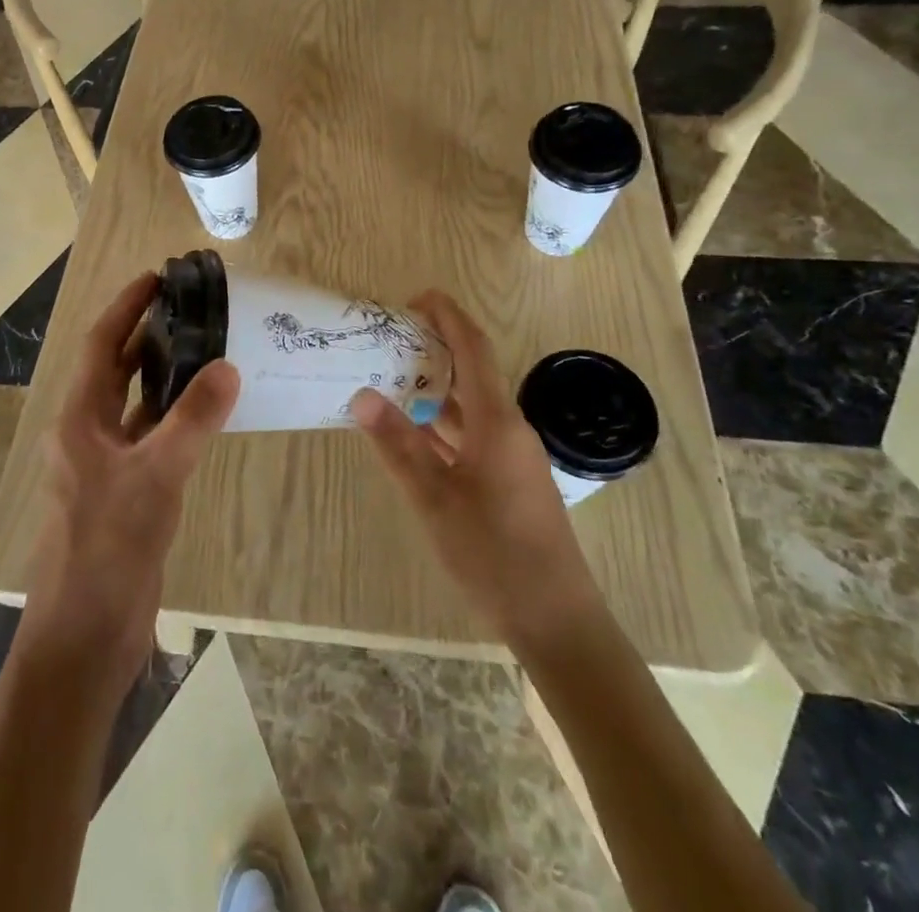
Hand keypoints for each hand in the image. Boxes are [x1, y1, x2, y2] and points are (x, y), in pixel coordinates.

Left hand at [19, 272, 239, 702]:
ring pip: (136, 403)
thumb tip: (228, 366)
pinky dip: (175, 417)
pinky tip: (206, 411)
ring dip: (163, 375)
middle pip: (116, 368)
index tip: (158, 277)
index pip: (102, 345)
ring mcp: (105, 463)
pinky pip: (151, 436)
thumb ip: (192, 419)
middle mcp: (87, 432)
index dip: (126, 307)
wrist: (86, 635)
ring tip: (205, 346)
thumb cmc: (108, 546)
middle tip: (190, 307)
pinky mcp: (126, 489)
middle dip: (147, 334)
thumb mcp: (155, 476)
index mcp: (79, 418)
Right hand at [352, 290, 602, 653]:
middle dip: (434, 347)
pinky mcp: (510, 480)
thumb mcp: (435, 500)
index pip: (473, 348)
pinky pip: (474, 434)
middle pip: (472, 371)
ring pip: (471, 405)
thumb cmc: (495, 555)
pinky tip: (415, 431)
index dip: (447, 316)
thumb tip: (362, 395)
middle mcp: (509, 428)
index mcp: (497, 421)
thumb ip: (398, 445)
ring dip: (436, 387)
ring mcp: (513, 456)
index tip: (415, 298)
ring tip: (391, 376)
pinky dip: (444, 423)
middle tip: (389, 338)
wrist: (557, 621)